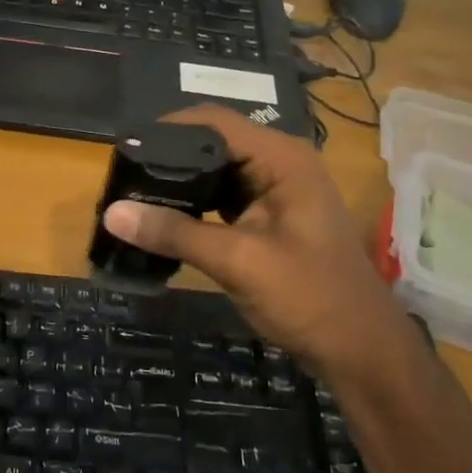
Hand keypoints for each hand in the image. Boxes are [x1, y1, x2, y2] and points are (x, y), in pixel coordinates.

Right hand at [101, 105, 422, 381]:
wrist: (360, 350)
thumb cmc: (309, 297)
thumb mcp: (238, 261)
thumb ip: (175, 233)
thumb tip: (112, 212)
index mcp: (281, 158)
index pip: (213, 122)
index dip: (167, 129)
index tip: (124, 149)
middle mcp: (278, 163)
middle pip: (211, 144)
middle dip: (167, 158)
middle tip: (121, 177)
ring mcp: (275, 191)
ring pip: (214, 172)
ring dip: (178, 184)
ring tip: (132, 195)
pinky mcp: (267, 217)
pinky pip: (221, 199)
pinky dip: (193, 206)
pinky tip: (163, 219)